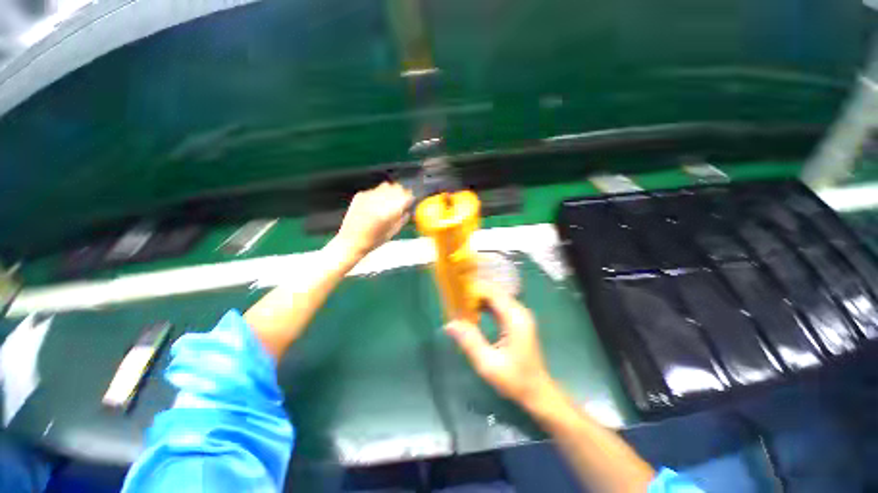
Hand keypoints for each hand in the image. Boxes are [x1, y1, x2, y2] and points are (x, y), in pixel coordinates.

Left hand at [332, 182, 413, 261]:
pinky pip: (375, 190)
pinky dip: (379, 194)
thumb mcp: (392, 232)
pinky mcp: (360, 196)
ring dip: (391, 192)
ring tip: (389, 201)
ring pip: (386, 186)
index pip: (405, 197)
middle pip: (396, 188)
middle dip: (401, 193)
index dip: (410, 198)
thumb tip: (409, 210)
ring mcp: (368, 197)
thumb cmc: (372, 241)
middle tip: (402, 200)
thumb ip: (402, 219)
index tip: (411, 200)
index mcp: (388, 213)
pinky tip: (377, 204)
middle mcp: (378, 202)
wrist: (350, 241)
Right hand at [445, 283, 555, 404]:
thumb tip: (449, 324)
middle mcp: (519, 312)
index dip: (475, 290)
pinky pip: (499, 305)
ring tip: (461, 303)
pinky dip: (485, 305)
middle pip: (495, 292)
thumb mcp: (488, 363)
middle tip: (456, 298)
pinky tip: (473, 311)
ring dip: (479, 298)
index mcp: (515, 319)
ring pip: (496, 297)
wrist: (537, 392)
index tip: (456, 293)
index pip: (493, 293)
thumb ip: (469, 341)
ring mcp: (519, 315)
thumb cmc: (514, 380)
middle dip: (475, 292)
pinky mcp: (517, 320)